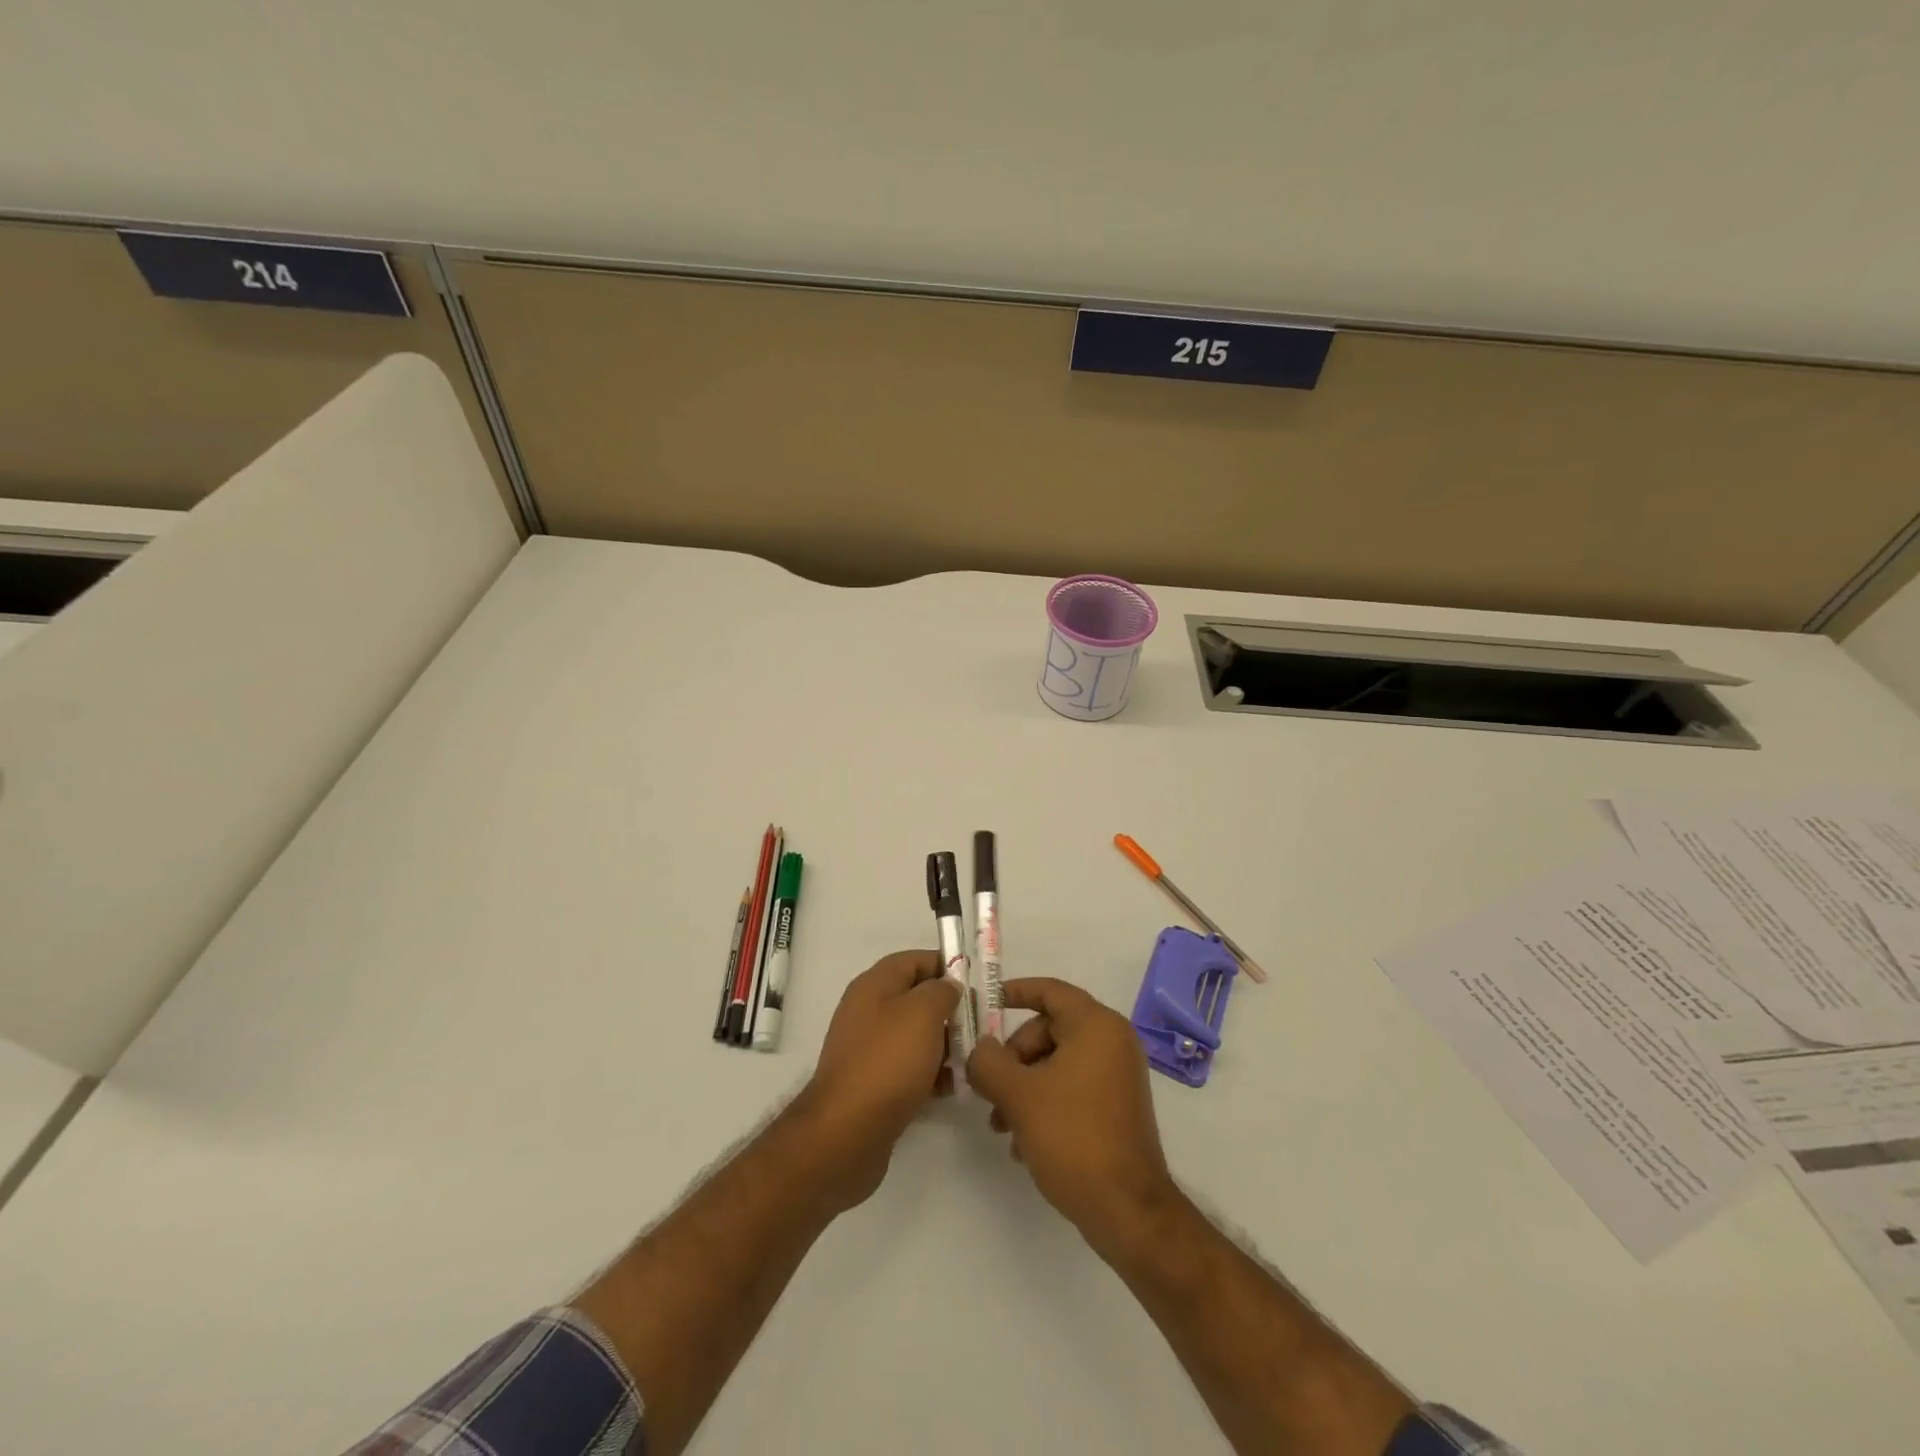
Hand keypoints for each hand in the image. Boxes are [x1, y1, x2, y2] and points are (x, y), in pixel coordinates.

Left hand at [796, 949, 958, 1210]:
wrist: (847, 1132)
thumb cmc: (888, 1061)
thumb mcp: (922, 1012)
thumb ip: (941, 991)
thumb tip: (948, 986)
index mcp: (874, 985)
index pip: (914, 959)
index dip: (946, 964)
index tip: (977, 982)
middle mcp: (869, 1011)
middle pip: (917, 998)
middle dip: (951, 1008)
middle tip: (982, 1024)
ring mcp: (870, 1049)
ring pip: (916, 1035)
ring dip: (946, 1043)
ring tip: (974, 1058)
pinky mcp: (874, 1083)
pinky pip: (910, 1068)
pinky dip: (933, 1073)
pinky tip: (954, 1086)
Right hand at [965, 977, 1178, 1257]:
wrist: (1128, 1210)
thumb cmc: (1073, 1137)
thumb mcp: (1019, 1096)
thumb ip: (989, 1063)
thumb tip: (980, 1049)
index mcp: (1096, 1026)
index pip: (1050, 990)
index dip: (1015, 992)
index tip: (985, 1002)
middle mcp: (1112, 1041)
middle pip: (1049, 1029)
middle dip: (1013, 1056)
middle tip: (988, 1086)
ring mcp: (1118, 1075)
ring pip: (1057, 1062)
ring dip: (1024, 1086)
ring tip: (1000, 1125)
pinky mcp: (1117, 1107)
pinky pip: (1072, 1087)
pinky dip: (1045, 1103)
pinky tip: (1023, 1142)